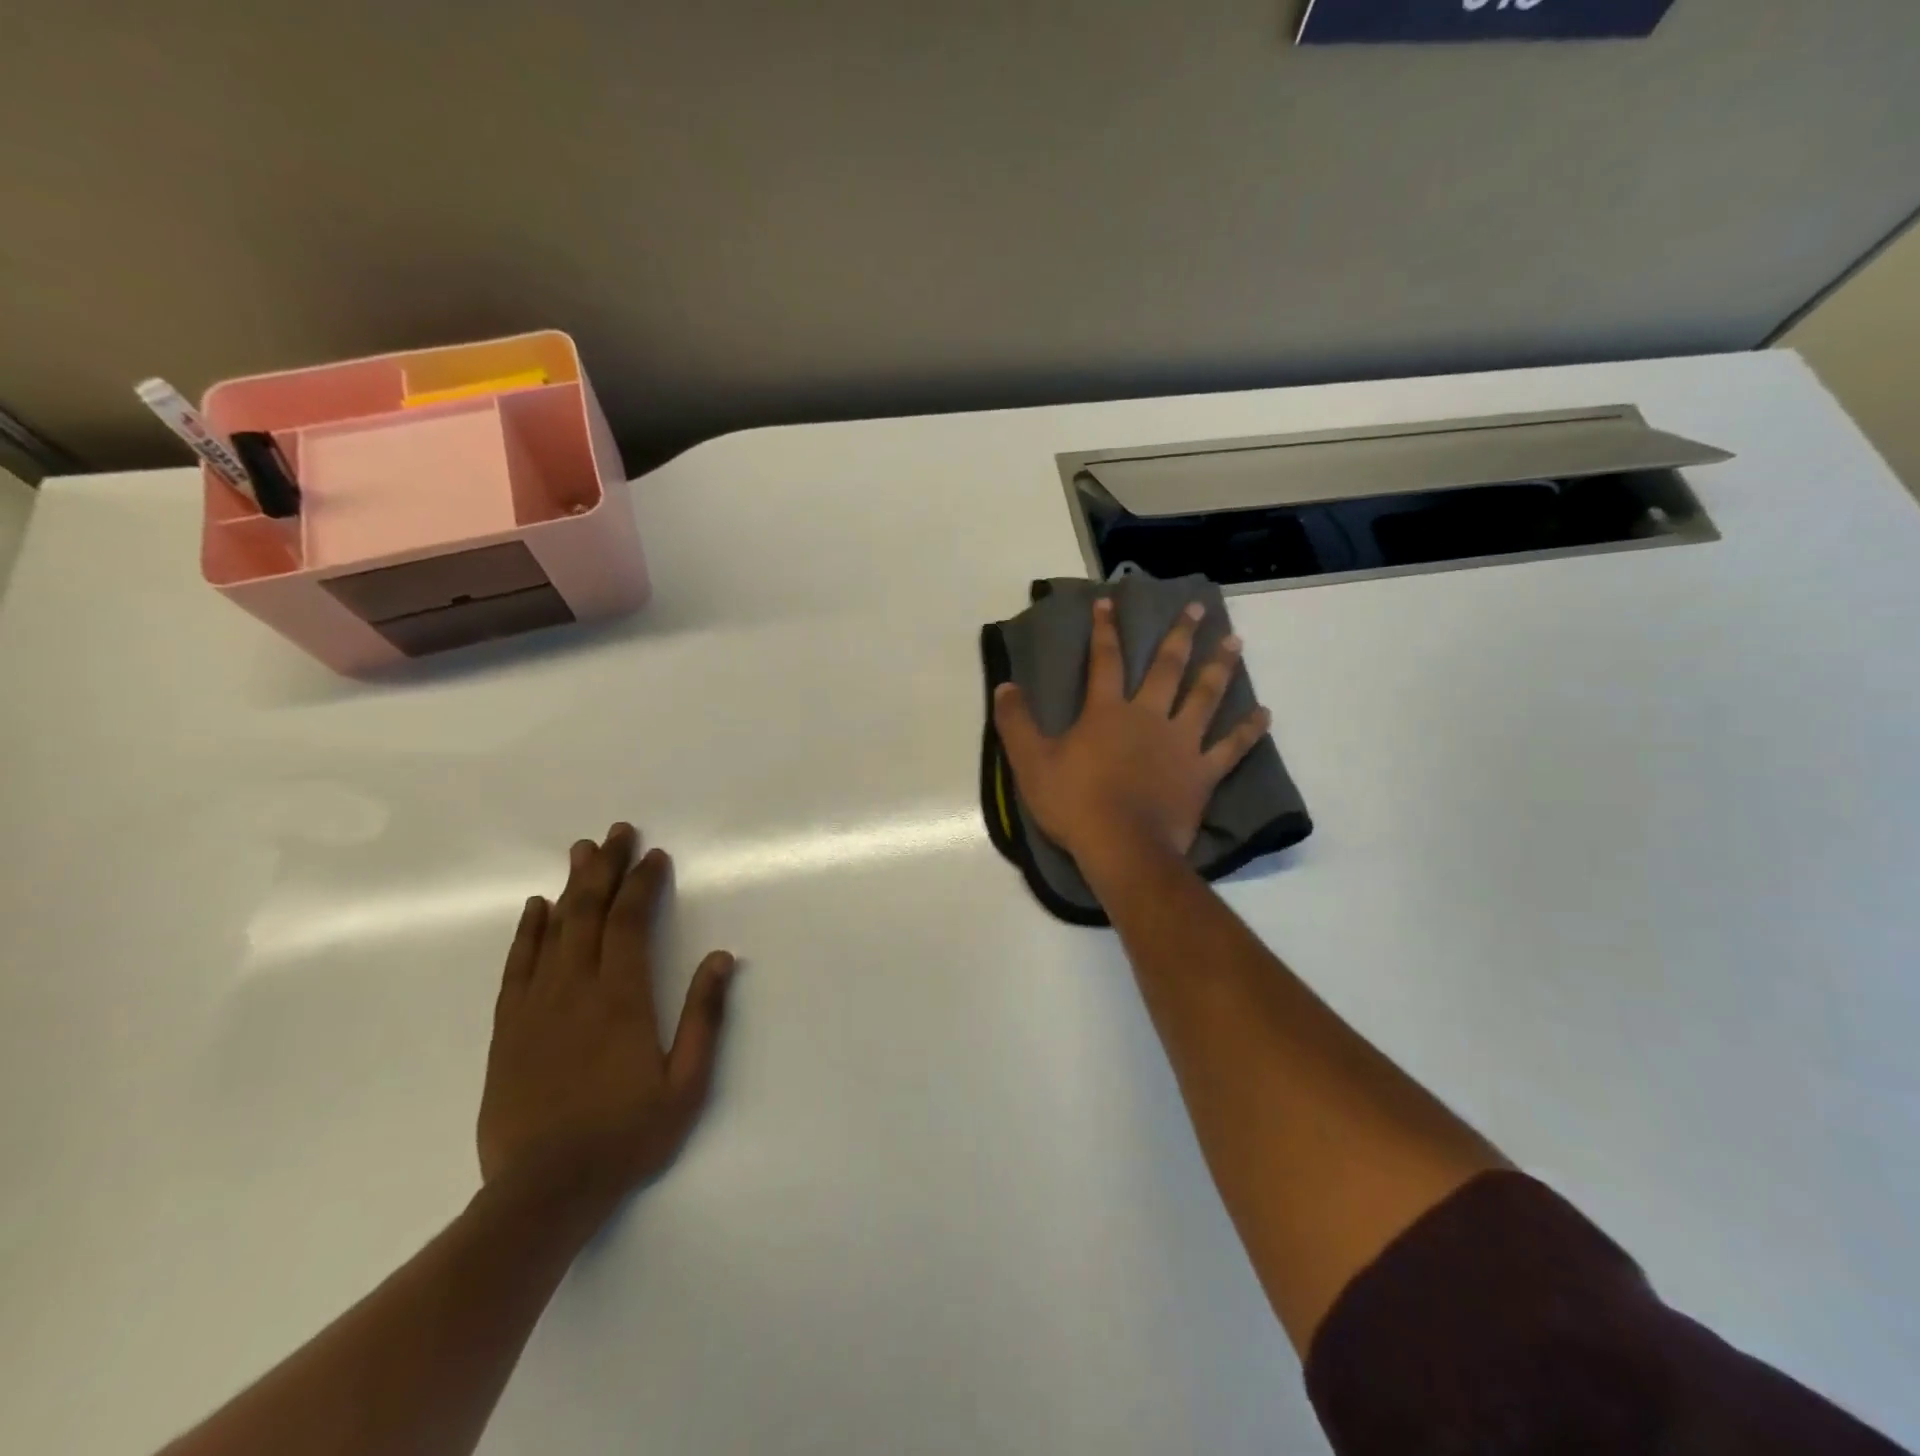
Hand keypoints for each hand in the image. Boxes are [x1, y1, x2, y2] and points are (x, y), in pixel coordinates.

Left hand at [478, 824, 736, 1210]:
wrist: (543, 1192)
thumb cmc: (626, 1136)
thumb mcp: (686, 1083)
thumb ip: (704, 1016)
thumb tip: (720, 957)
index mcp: (622, 998)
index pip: (631, 922)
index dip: (643, 884)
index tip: (654, 856)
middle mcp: (576, 989)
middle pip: (590, 913)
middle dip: (606, 868)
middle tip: (615, 832)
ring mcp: (536, 1007)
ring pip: (553, 931)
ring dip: (570, 887)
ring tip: (581, 852)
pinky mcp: (509, 1030)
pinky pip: (517, 967)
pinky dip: (527, 932)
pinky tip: (535, 908)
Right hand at [993, 598, 1270, 862]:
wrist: (1122, 847)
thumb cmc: (1074, 803)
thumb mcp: (1031, 762)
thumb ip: (1016, 722)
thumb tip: (1004, 686)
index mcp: (1107, 712)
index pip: (1105, 660)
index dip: (1105, 630)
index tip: (1110, 602)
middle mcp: (1149, 717)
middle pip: (1168, 668)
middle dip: (1180, 635)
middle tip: (1197, 607)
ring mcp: (1181, 743)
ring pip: (1205, 696)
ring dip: (1220, 667)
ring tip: (1236, 641)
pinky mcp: (1202, 773)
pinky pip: (1231, 748)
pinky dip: (1249, 731)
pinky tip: (1265, 714)